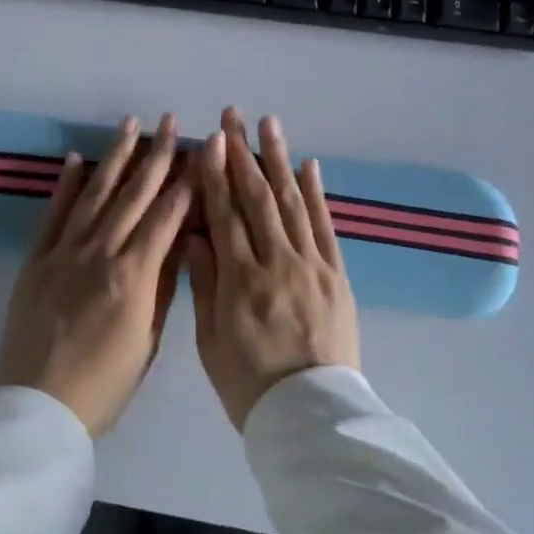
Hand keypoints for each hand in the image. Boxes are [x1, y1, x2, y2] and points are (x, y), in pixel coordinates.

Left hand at [0, 114, 193, 435]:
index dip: (186, 183)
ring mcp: (63, 253)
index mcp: (133, 277)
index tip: (201, 152)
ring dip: (115, 157)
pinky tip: (78, 159)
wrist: (37, 411)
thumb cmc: (103, 387)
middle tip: (172, 122)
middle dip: (157, 155)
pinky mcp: (35, 260)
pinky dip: (66, 185)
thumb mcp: (148, 342)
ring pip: (95, 194)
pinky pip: (53, 214)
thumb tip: (181, 242)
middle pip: (133, 195)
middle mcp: (99, 254)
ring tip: (130, 124)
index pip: (166, 217)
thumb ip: (164, 288)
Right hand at [189, 108, 360, 430]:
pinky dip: (316, 193)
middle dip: (243, 152)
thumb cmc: (250, 385)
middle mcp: (276, 261)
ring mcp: (312, 265)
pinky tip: (308, 165)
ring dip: (279, 159)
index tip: (211, 139)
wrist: (313, 417)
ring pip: (291, 201)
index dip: (216, 172)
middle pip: (257, 196)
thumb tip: (195, 233)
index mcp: (240, 279)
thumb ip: (205, 283)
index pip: (224, 212)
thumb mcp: (212, 342)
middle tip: (233, 115)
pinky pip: (325, 226)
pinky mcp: (337, 275)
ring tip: (269, 124)